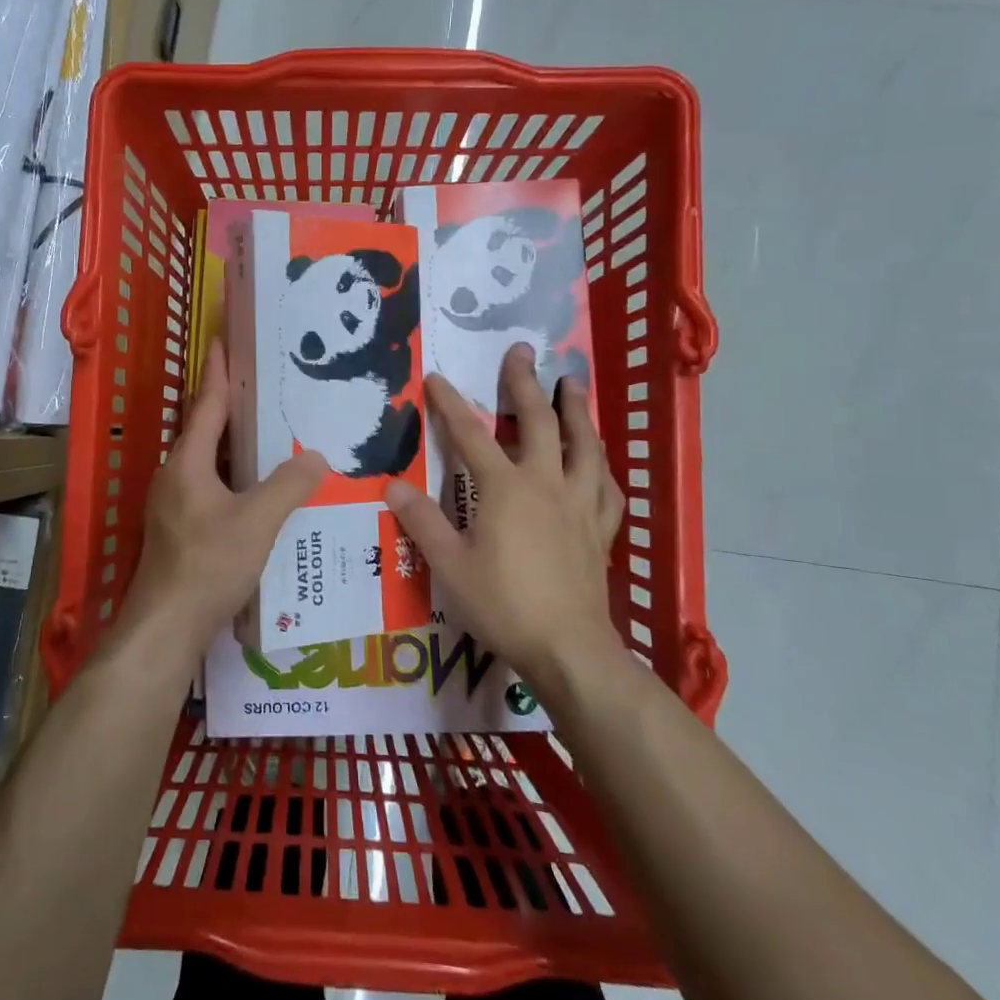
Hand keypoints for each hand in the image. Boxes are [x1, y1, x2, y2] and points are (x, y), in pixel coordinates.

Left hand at [116, 339, 325, 669]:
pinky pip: (210, 485)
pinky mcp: (179, 528)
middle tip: (263, 384)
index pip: (208, 404)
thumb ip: (288, 486)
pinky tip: (259, 488)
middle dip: (230, 404)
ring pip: (207, 460)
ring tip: (269, 431)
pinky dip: (233, 474)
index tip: (225, 339)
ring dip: (233, 442)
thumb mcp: (256, 522)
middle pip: (204, 429)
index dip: (220, 371)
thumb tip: (318, 457)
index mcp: (187, 463)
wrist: (165, 628)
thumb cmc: (207, 565)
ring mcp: (173, 503)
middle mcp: (174, 475)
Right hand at [384, 343, 626, 698]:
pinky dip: (602, 468)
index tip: (435, 377)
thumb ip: (422, 522)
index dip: (450, 404)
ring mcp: (579, 505)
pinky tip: (600, 463)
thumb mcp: (449, 565)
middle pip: (538, 422)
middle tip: (523, 351)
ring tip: (573, 384)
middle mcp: (546, 484)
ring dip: (577, 410)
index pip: (470, 435)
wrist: (568, 648)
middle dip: (526, 384)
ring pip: (584, 445)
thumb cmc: (502, 604)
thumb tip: (392, 486)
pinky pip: (607, 488)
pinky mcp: (600, 530)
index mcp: (505, 488)